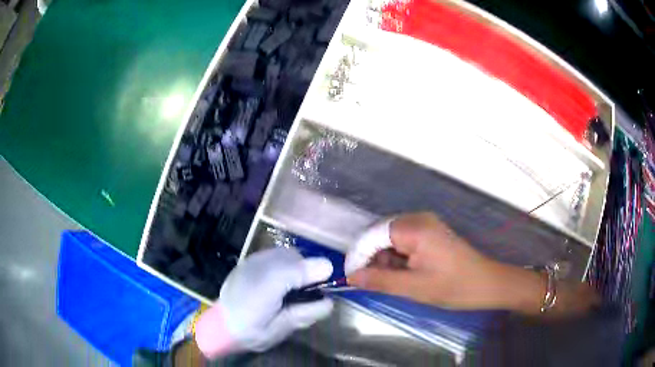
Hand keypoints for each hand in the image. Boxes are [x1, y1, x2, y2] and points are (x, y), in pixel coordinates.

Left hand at [195, 248, 333, 358]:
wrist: (221, 325)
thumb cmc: (252, 331)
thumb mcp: (282, 328)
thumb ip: (306, 313)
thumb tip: (330, 301)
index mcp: (267, 287)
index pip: (299, 269)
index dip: (318, 274)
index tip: (327, 286)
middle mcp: (259, 267)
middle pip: (297, 258)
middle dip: (308, 272)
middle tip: (308, 293)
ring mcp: (253, 260)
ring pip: (287, 254)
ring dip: (297, 267)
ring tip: (293, 288)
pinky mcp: (249, 260)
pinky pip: (275, 255)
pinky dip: (285, 265)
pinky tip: (279, 282)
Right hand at [346, 212, 544, 310]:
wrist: (487, 283)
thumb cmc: (453, 286)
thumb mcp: (414, 287)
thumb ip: (379, 280)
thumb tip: (351, 277)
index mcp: (414, 228)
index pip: (373, 235)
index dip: (359, 256)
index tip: (351, 278)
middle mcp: (418, 219)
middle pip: (381, 235)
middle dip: (373, 259)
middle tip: (373, 283)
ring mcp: (426, 225)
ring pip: (391, 240)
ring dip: (386, 260)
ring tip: (393, 282)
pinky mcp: (431, 233)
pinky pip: (404, 242)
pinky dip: (398, 258)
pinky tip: (404, 274)